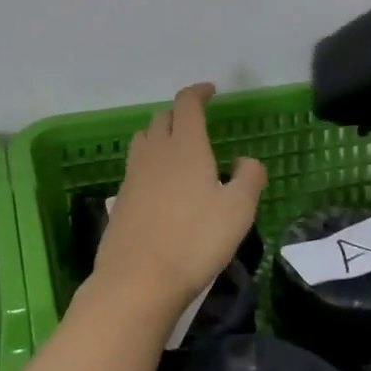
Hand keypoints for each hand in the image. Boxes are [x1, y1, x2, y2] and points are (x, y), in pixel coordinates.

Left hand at [90, 83, 266, 319]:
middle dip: (180, 113)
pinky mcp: (121, 197)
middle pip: (162, 117)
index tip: (210, 91)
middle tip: (197, 122)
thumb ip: (249, 178)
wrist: (138, 279)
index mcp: (185, 146)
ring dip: (160, 133)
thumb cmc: (195, 241)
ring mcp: (133, 174)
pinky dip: (150, 161)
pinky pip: (136, 165)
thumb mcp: (238, 211)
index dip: (198, 92)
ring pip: (145, 138)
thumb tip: (245, 160)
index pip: (187, 104)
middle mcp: (155, 151)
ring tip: (177, 148)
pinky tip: (161, 183)